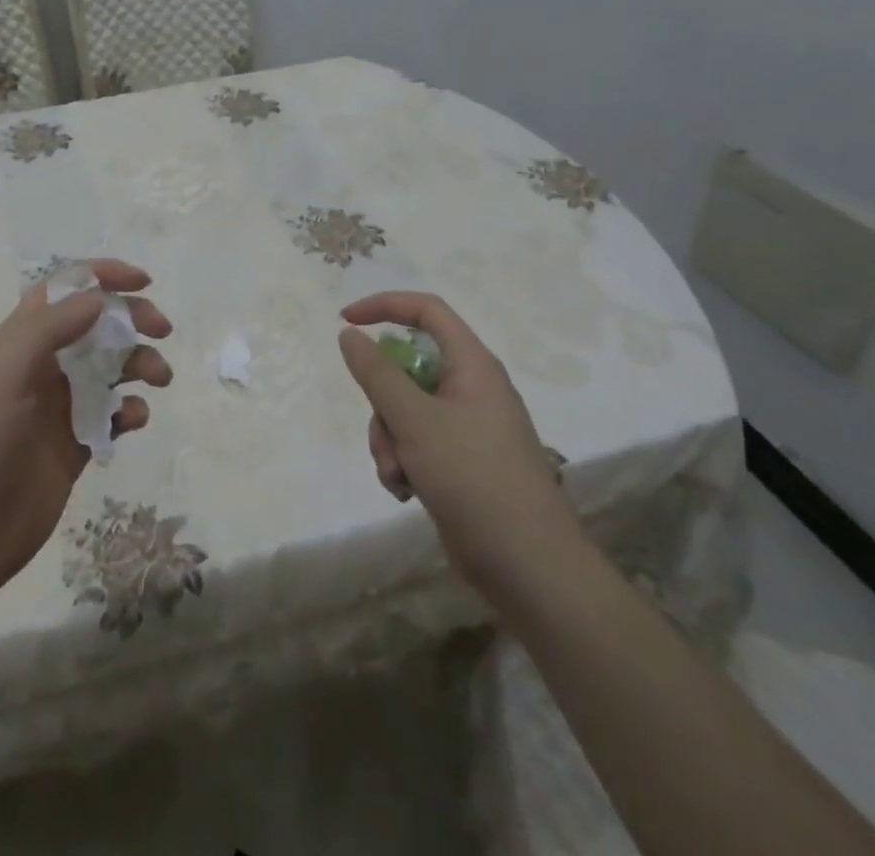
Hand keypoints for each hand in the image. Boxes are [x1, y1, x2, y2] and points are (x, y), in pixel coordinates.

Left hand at [0, 259, 172, 613]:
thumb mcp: (3, 375)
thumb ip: (49, 329)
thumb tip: (98, 296)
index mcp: (19, 342)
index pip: (63, 291)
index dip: (101, 276)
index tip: (143, 282)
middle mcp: (41, 368)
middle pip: (95, 326)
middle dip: (131, 319)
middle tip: (162, 329)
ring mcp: (58, 409)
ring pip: (110, 370)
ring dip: (138, 364)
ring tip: (159, 378)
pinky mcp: (72, 447)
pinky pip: (111, 417)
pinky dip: (129, 411)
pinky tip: (133, 421)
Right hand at [338, 292, 582, 601]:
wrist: (528, 567)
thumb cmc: (473, 477)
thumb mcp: (414, 420)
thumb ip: (377, 373)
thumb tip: (349, 334)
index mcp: (472, 365)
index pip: (426, 310)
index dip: (384, 306)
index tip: (346, 322)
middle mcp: (472, 389)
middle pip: (408, 368)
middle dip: (382, 401)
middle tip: (383, 429)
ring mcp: (468, 428)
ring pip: (405, 410)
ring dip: (388, 439)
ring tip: (397, 475)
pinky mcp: (461, 462)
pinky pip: (416, 443)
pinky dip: (403, 462)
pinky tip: (407, 492)